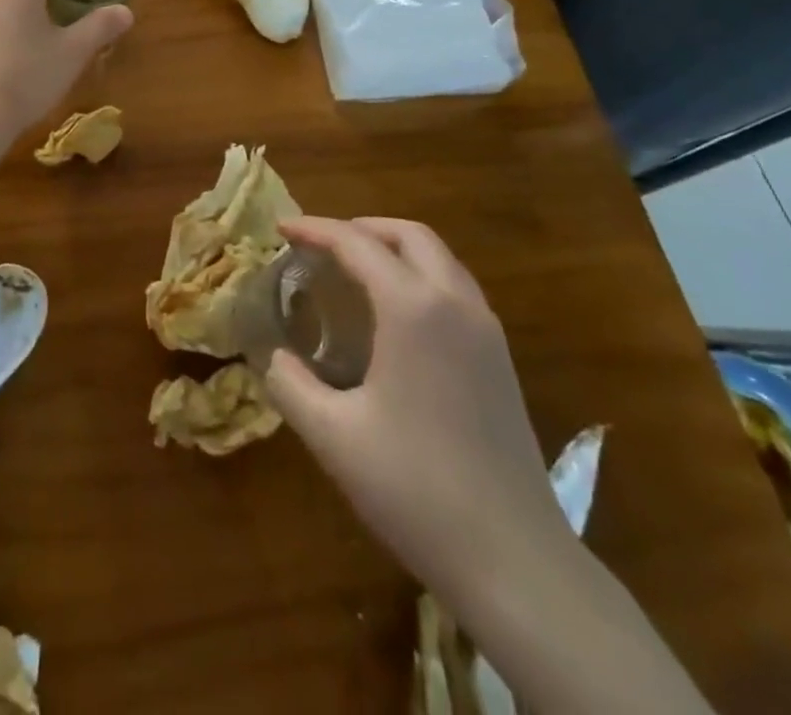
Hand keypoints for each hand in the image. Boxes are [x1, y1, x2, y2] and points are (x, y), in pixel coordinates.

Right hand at [264, 216, 568, 602]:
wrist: (516, 561)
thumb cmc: (415, 488)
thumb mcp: (332, 435)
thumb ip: (290, 383)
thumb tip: (274, 357)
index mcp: (414, 309)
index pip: (357, 243)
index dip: (315, 229)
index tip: (280, 227)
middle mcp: (456, 304)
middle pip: (409, 235)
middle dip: (361, 227)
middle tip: (320, 244)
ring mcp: (487, 332)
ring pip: (439, 259)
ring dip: (394, 249)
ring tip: (354, 269)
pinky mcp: (501, 361)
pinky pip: (456, 288)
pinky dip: (419, 276)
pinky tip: (395, 314)